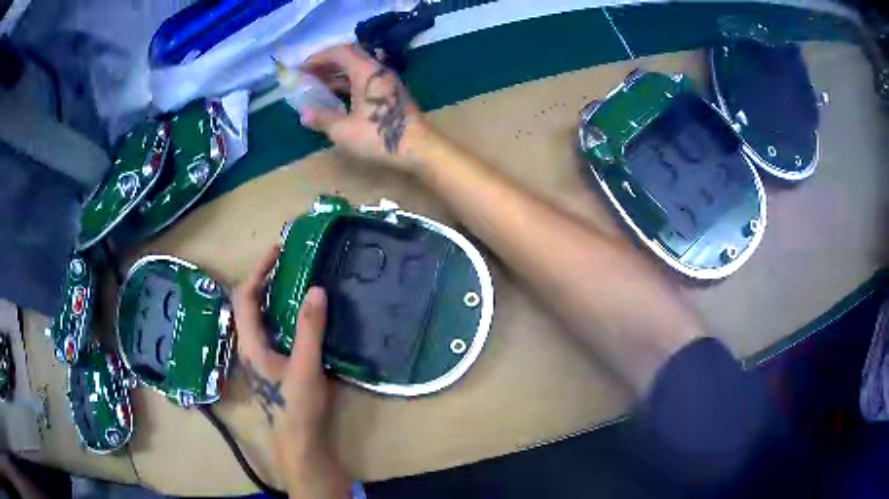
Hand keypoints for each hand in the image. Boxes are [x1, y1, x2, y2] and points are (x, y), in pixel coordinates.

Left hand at [233, 244, 349, 498]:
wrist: (299, 442)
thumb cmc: (297, 407)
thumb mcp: (306, 366)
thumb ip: (310, 329)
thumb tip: (316, 288)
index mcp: (251, 343)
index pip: (245, 296)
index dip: (258, 270)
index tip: (278, 250)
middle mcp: (250, 346)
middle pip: (249, 303)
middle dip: (264, 278)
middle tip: (289, 262)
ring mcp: (261, 356)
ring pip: (260, 317)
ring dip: (273, 295)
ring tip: (296, 280)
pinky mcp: (273, 364)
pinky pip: (273, 328)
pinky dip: (283, 312)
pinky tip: (302, 314)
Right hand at [300, 44, 427, 170]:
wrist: (419, 148)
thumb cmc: (380, 137)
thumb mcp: (344, 131)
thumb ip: (322, 119)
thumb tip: (303, 115)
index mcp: (367, 71)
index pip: (340, 51)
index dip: (318, 57)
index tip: (301, 69)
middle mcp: (378, 71)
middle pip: (350, 57)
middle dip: (326, 64)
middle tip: (307, 76)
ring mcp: (387, 82)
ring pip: (358, 69)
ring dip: (337, 74)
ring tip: (317, 85)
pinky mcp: (391, 94)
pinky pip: (365, 80)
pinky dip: (348, 84)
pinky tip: (336, 97)